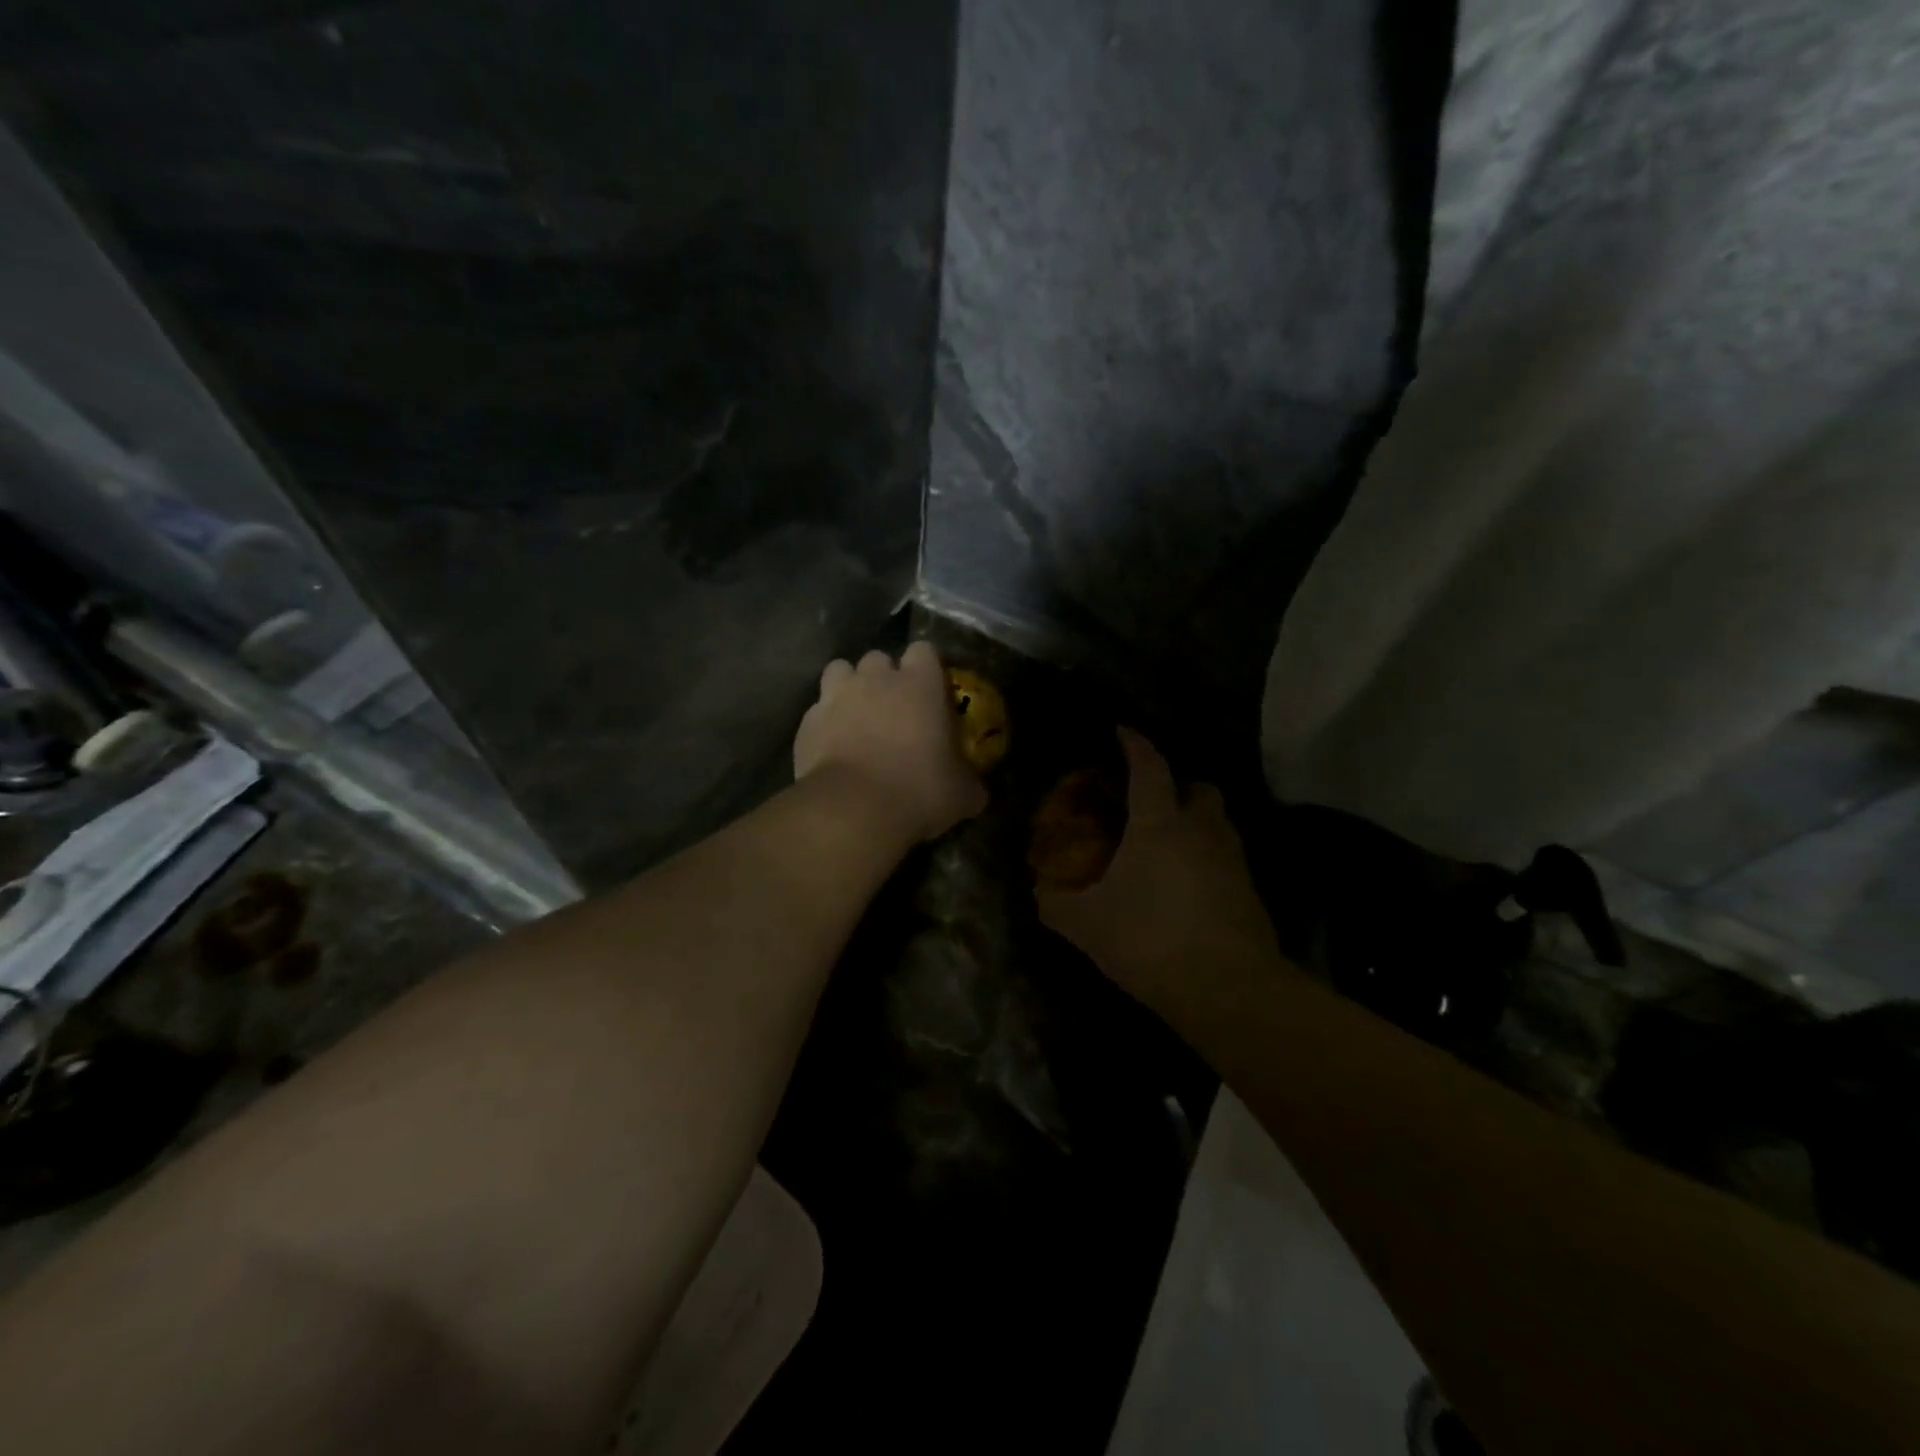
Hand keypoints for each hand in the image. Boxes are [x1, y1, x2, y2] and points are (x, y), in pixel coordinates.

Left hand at [794, 641, 987, 843]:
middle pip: (878, 657)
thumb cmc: (919, 791)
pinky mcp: (808, 721)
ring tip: (856, 716)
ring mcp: (836, 696)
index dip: (926, 668)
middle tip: (892, 708)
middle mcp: (876, 679)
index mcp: (920, 684)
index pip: (924, 650)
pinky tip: (832, 746)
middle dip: (883, 677)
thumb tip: (976, 791)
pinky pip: (817, 710)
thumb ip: (969, 782)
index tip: (930, 691)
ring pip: (840, 671)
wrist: (853, 809)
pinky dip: (825, 722)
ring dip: (848, 687)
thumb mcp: (961, 794)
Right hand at [1037, 729, 1282, 1013]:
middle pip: (1200, 788)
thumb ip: (1057, 904)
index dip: (1135, 744)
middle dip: (1178, 786)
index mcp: (1159, 824)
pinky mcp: (1250, 891)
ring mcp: (1233, 860)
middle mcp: (1201, 830)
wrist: (1227, 988)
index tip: (1122, 731)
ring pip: (1218, 822)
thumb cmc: (1149, 940)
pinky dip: (1208, 859)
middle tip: (1151, 804)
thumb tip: (1038, 892)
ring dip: (1195, 822)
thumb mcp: (1087, 924)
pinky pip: (1227, 858)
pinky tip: (1186, 886)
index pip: (1149, 767)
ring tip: (1167, 846)